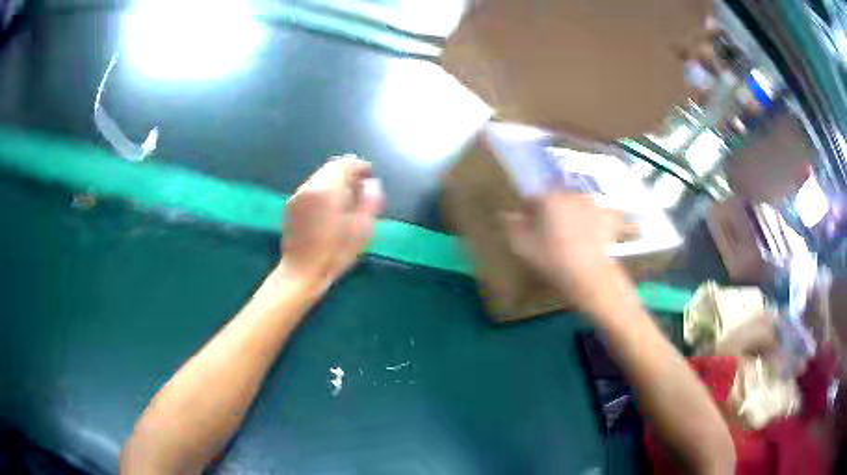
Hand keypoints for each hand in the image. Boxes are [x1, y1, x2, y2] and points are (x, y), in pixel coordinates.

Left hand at [278, 155, 384, 291]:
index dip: (361, 167)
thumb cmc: (335, 254)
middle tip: (361, 188)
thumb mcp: (362, 230)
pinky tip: (330, 209)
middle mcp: (310, 186)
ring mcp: (298, 195)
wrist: (301, 272)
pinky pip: (311, 188)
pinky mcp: (291, 205)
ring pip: (320, 177)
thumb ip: (370, 201)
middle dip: (348, 173)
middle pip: (331, 167)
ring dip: (335, 181)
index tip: (371, 177)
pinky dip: (324, 190)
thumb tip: (372, 184)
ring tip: (347, 199)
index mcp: (327, 189)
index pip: (346, 164)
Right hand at [504, 192, 626, 313]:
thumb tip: (506, 215)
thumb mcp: (523, 247)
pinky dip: (595, 219)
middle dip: (550, 210)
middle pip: (555, 197)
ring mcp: (593, 204)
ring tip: (570, 234)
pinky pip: (599, 213)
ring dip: (572, 213)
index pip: (531, 198)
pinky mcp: (609, 217)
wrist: (591, 277)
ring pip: (577, 203)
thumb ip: (512, 227)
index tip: (526, 225)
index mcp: (548, 198)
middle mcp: (571, 194)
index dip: (527, 212)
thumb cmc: (553, 261)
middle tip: (548, 230)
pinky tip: (592, 234)